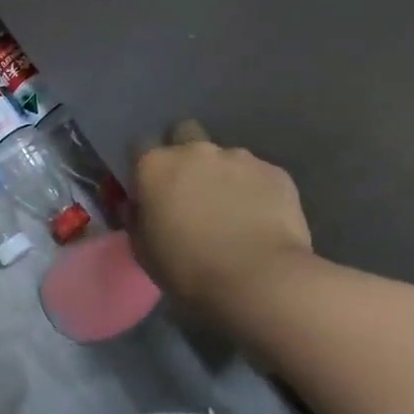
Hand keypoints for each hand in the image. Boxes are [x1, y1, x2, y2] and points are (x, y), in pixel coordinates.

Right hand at [130, 120, 313, 310]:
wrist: (259, 280)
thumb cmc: (188, 268)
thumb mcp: (143, 249)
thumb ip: (137, 218)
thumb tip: (139, 206)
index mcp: (155, 166)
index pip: (139, 146)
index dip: (144, 167)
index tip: (149, 189)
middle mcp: (195, 151)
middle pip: (184, 133)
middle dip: (185, 153)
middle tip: (191, 189)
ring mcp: (239, 158)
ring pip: (225, 157)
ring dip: (223, 175)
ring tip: (233, 211)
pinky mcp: (276, 172)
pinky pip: (258, 175)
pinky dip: (255, 191)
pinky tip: (260, 219)